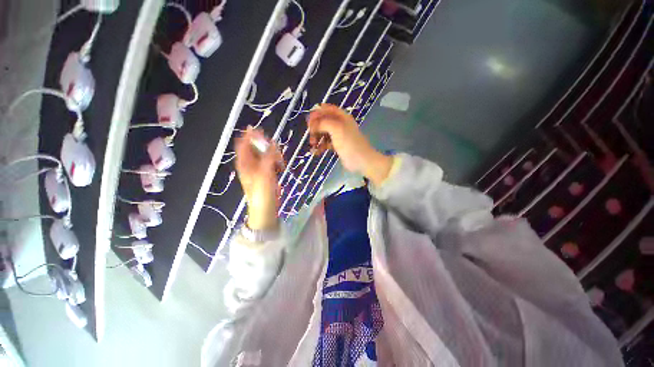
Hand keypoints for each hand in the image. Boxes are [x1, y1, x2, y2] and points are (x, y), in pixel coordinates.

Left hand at [234, 127, 283, 229]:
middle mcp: (250, 163)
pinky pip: (271, 161)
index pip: (243, 143)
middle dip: (266, 146)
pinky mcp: (266, 172)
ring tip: (280, 161)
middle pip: (256, 147)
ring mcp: (259, 168)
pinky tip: (280, 166)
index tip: (260, 130)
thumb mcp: (264, 173)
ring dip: (273, 154)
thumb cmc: (261, 191)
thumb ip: (268, 157)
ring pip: (265, 154)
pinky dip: (276, 161)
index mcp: (244, 162)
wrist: (265, 208)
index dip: (249, 135)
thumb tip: (272, 143)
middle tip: (276, 150)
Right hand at [307, 104, 392, 185]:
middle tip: (310, 135)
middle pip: (324, 121)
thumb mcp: (337, 129)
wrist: (361, 161)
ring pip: (324, 133)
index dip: (317, 113)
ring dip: (316, 138)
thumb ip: (324, 123)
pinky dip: (320, 147)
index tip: (309, 121)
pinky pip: (326, 144)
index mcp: (342, 117)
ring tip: (312, 145)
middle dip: (315, 127)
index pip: (327, 109)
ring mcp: (339, 136)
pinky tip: (315, 152)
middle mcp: (340, 124)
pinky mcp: (338, 146)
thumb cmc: (349, 143)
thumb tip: (313, 124)